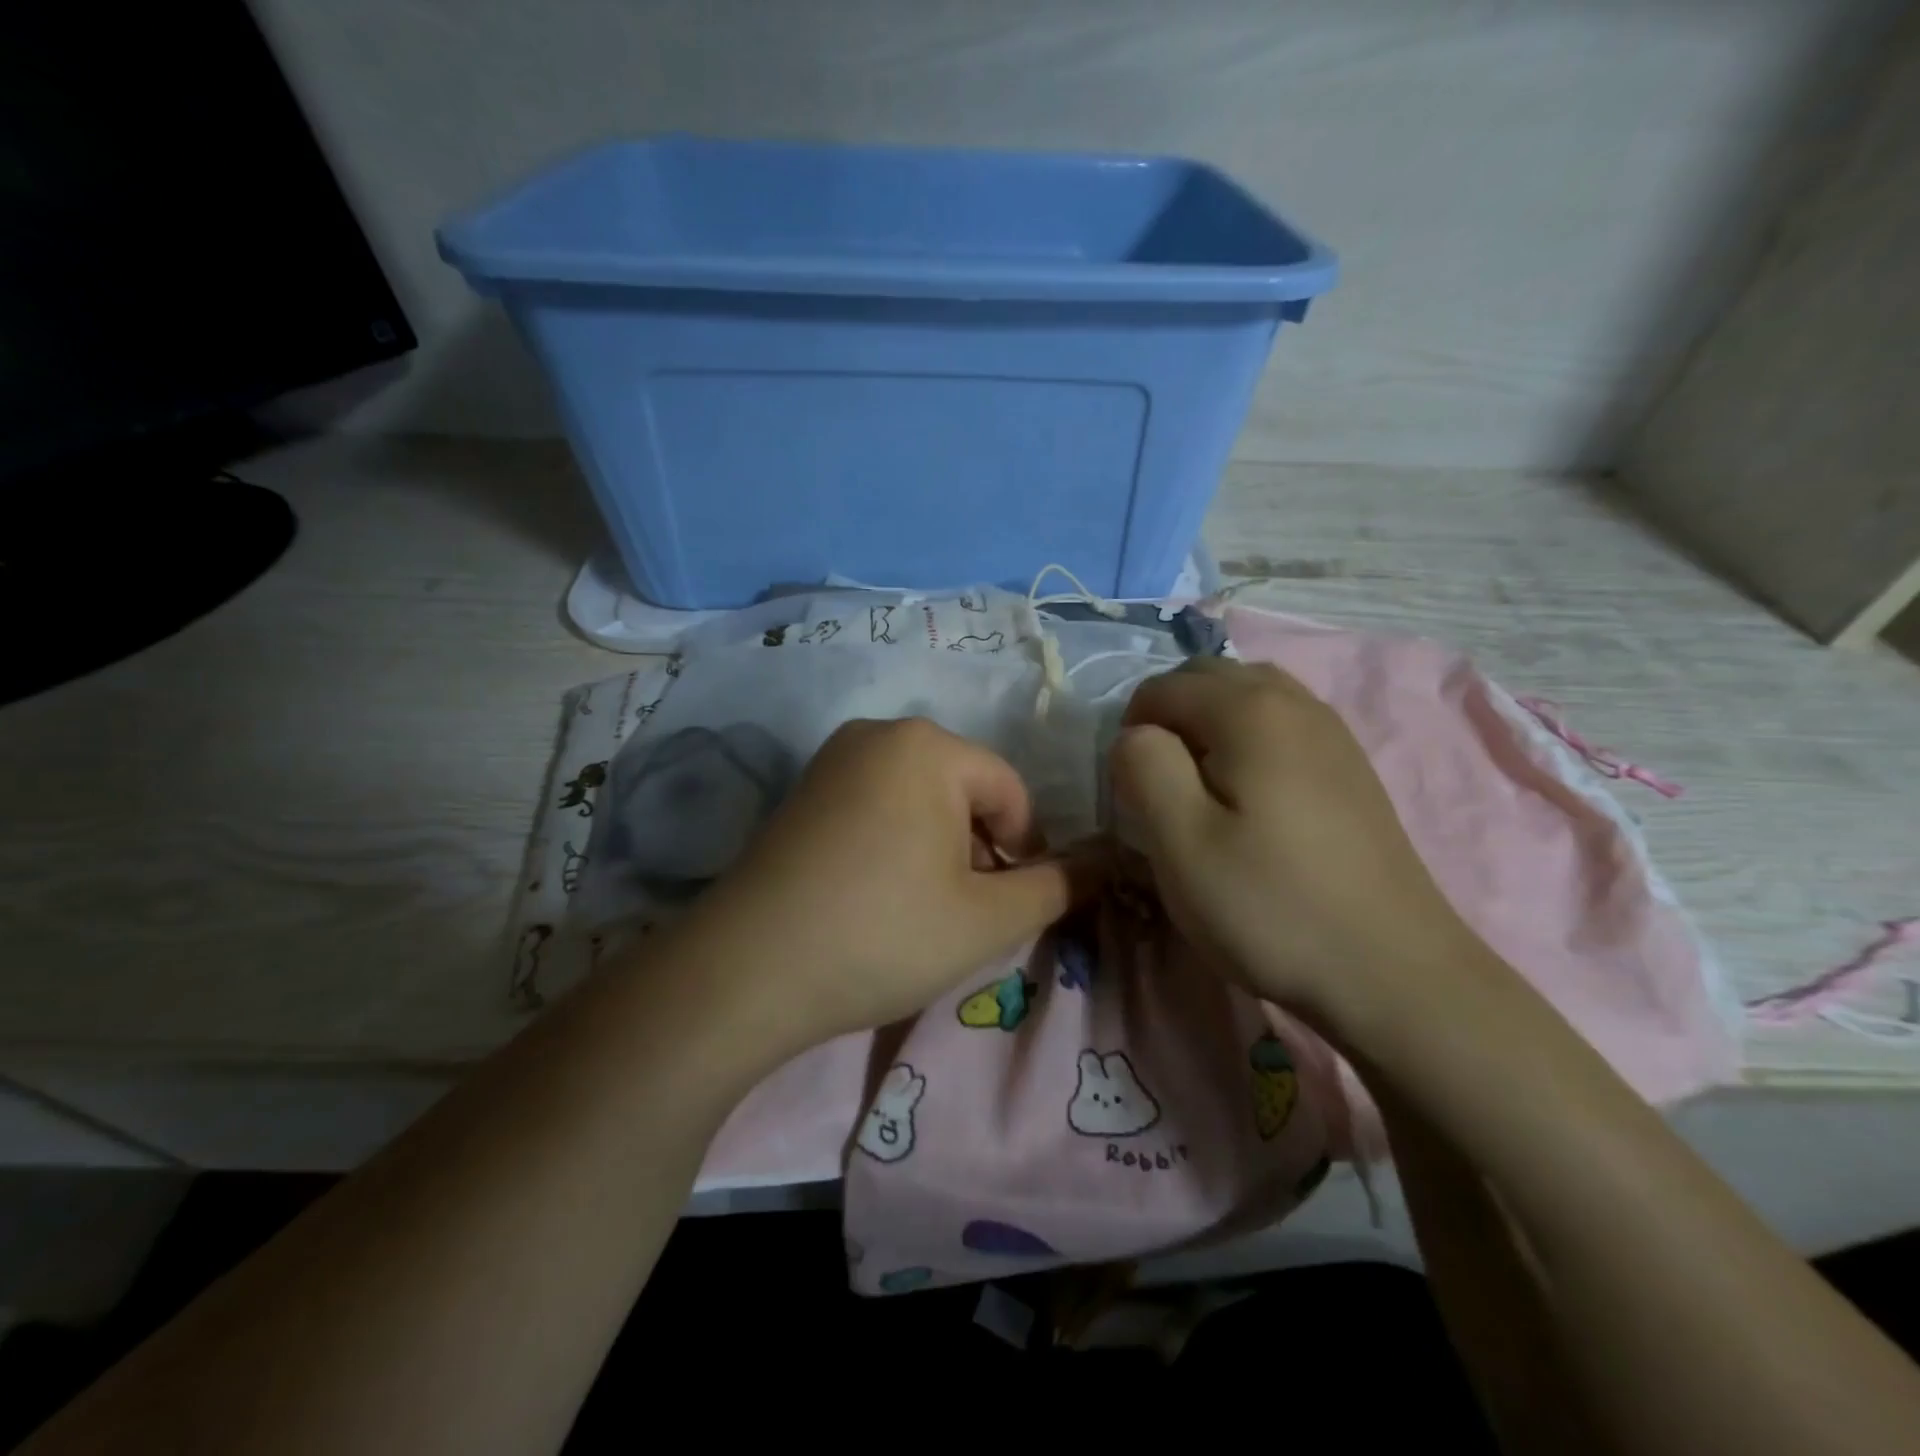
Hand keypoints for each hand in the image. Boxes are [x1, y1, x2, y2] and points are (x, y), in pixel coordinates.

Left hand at [678, 717, 1088, 1049]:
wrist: (746, 970)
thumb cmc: (884, 933)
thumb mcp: (988, 920)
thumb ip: (1059, 887)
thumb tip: (1107, 864)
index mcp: (928, 745)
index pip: (1012, 793)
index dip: (1024, 854)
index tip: (1006, 908)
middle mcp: (877, 733)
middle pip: (963, 792)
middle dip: (978, 851)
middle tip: (962, 915)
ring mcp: (831, 760)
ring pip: (918, 801)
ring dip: (938, 851)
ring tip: (918, 912)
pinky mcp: (800, 793)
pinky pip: (874, 807)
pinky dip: (893, 846)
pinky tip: (874, 898)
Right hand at [1111, 658, 1498, 1030]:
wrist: (1391, 971)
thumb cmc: (1271, 906)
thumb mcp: (1180, 840)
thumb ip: (1143, 766)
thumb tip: (1136, 736)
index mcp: (1250, 710)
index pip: (1162, 688)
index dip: (1131, 732)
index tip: (1134, 794)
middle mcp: (1295, 702)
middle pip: (1208, 677)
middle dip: (1168, 717)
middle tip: (1159, 786)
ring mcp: (1332, 732)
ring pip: (1247, 696)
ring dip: (1208, 725)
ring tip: (1199, 787)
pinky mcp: (1349, 766)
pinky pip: (1281, 724)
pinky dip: (1246, 740)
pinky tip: (1248, 798)